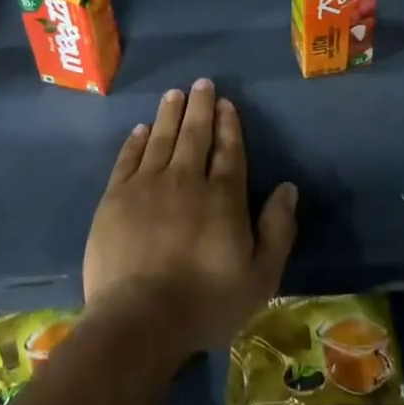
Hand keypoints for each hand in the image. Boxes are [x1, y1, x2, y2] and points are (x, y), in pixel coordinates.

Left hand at [83, 80, 298, 358]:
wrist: (138, 320)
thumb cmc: (205, 303)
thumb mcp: (260, 277)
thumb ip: (277, 229)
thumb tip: (288, 188)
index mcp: (222, 197)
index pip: (228, 150)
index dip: (228, 125)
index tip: (226, 103)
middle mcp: (186, 180)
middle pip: (194, 135)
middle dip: (200, 106)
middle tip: (201, 83)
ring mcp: (147, 186)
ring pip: (161, 139)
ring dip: (169, 114)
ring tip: (174, 94)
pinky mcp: (115, 199)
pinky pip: (128, 159)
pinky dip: (135, 141)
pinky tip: (141, 129)